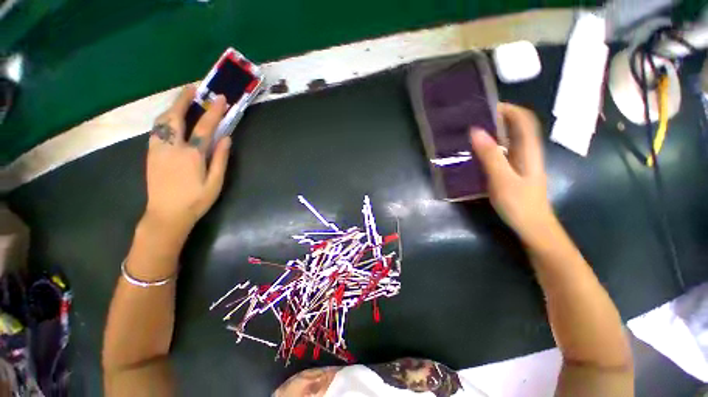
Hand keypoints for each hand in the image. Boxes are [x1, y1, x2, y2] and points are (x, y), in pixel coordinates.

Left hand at [143, 84, 231, 237]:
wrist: (166, 215)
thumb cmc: (196, 200)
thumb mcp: (216, 182)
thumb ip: (221, 159)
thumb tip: (226, 139)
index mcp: (192, 155)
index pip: (204, 127)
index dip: (214, 111)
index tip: (220, 98)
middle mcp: (172, 147)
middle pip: (175, 116)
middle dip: (183, 99)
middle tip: (192, 88)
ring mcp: (157, 149)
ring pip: (161, 121)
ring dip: (172, 107)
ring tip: (181, 100)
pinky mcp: (150, 154)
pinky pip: (156, 130)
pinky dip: (164, 119)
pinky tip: (170, 119)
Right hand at [469, 103, 553, 245]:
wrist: (533, 227)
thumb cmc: (519, 204)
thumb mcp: (502, 179)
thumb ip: (490, 155)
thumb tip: (476, 131)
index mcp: (528, 150)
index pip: (523, 119)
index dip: (508, 109)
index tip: (485, 107)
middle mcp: (527, 151)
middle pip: (516, 126)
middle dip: (497, 118)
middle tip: (472, 119)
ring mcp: (521, 162)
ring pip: (509, 139)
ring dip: (493, 131)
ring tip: (470, 132)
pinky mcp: (514, 171)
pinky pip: (503, 151)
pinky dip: (491, 146)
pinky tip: (476, 152)